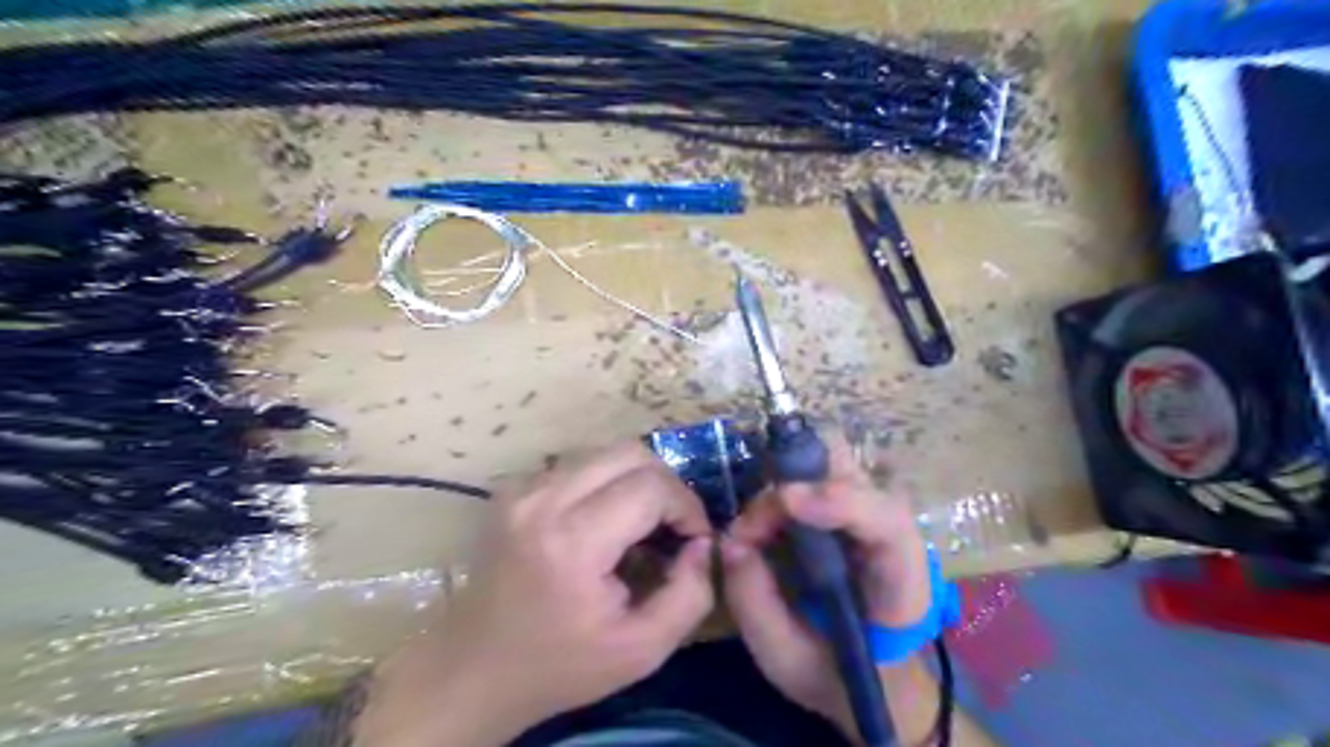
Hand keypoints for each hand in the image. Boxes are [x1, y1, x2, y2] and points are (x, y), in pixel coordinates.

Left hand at [356, 445, 717, 745]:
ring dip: (635, 481)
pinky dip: (604, 484)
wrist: (472, 670)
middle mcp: (543, 499)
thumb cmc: (559, 666)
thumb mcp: (642, 651)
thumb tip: (702, 543)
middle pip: (631, 453)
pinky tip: (602, 522)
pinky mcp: (512, 488)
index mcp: (573, 542)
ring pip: (605, 452)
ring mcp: (522, 488)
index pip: (652, 487)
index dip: (687, 506)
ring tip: (641, 523)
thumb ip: (689, 595)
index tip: (694, 540)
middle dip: (666, 484)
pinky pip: (577, 465)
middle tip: (673, 525)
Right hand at [723, 436, 928, 736]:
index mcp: (900, 582)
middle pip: (854, 473)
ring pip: (830, 462)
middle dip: (800, 477)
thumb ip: (756, 607)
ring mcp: (866, 512)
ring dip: (783, 482)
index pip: (886, 523)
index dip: (838, 500)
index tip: (785, 500)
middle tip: (756, 523)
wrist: (870, 675)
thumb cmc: (836, 674)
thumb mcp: (788, 661)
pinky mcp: (843, 507)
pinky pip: (811, 474)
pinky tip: (760, 525)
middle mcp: (890, 532)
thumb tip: (728, 543)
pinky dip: (780, 487)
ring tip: (752, 531)